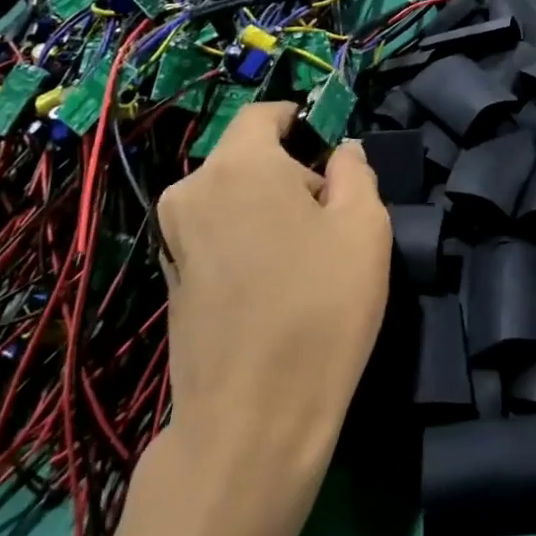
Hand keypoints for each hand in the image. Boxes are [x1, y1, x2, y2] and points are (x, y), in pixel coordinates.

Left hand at [157, 103, 390, 469]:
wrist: (252, 421)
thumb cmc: (320, 308)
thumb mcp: (365, 227)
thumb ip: (355, 172)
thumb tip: (341, 153)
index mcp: (238, 166)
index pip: (264, 114)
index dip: (302, 120)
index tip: (333, 149)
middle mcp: (193, 191)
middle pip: (249, 157)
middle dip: (293, 172)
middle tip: (334, 217)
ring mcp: (174, 238)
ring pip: (234, 196)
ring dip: (271, 208)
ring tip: (309, 256)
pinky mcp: (170, 279)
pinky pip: (218, 233)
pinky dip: (248, 239)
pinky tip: (276, 285)